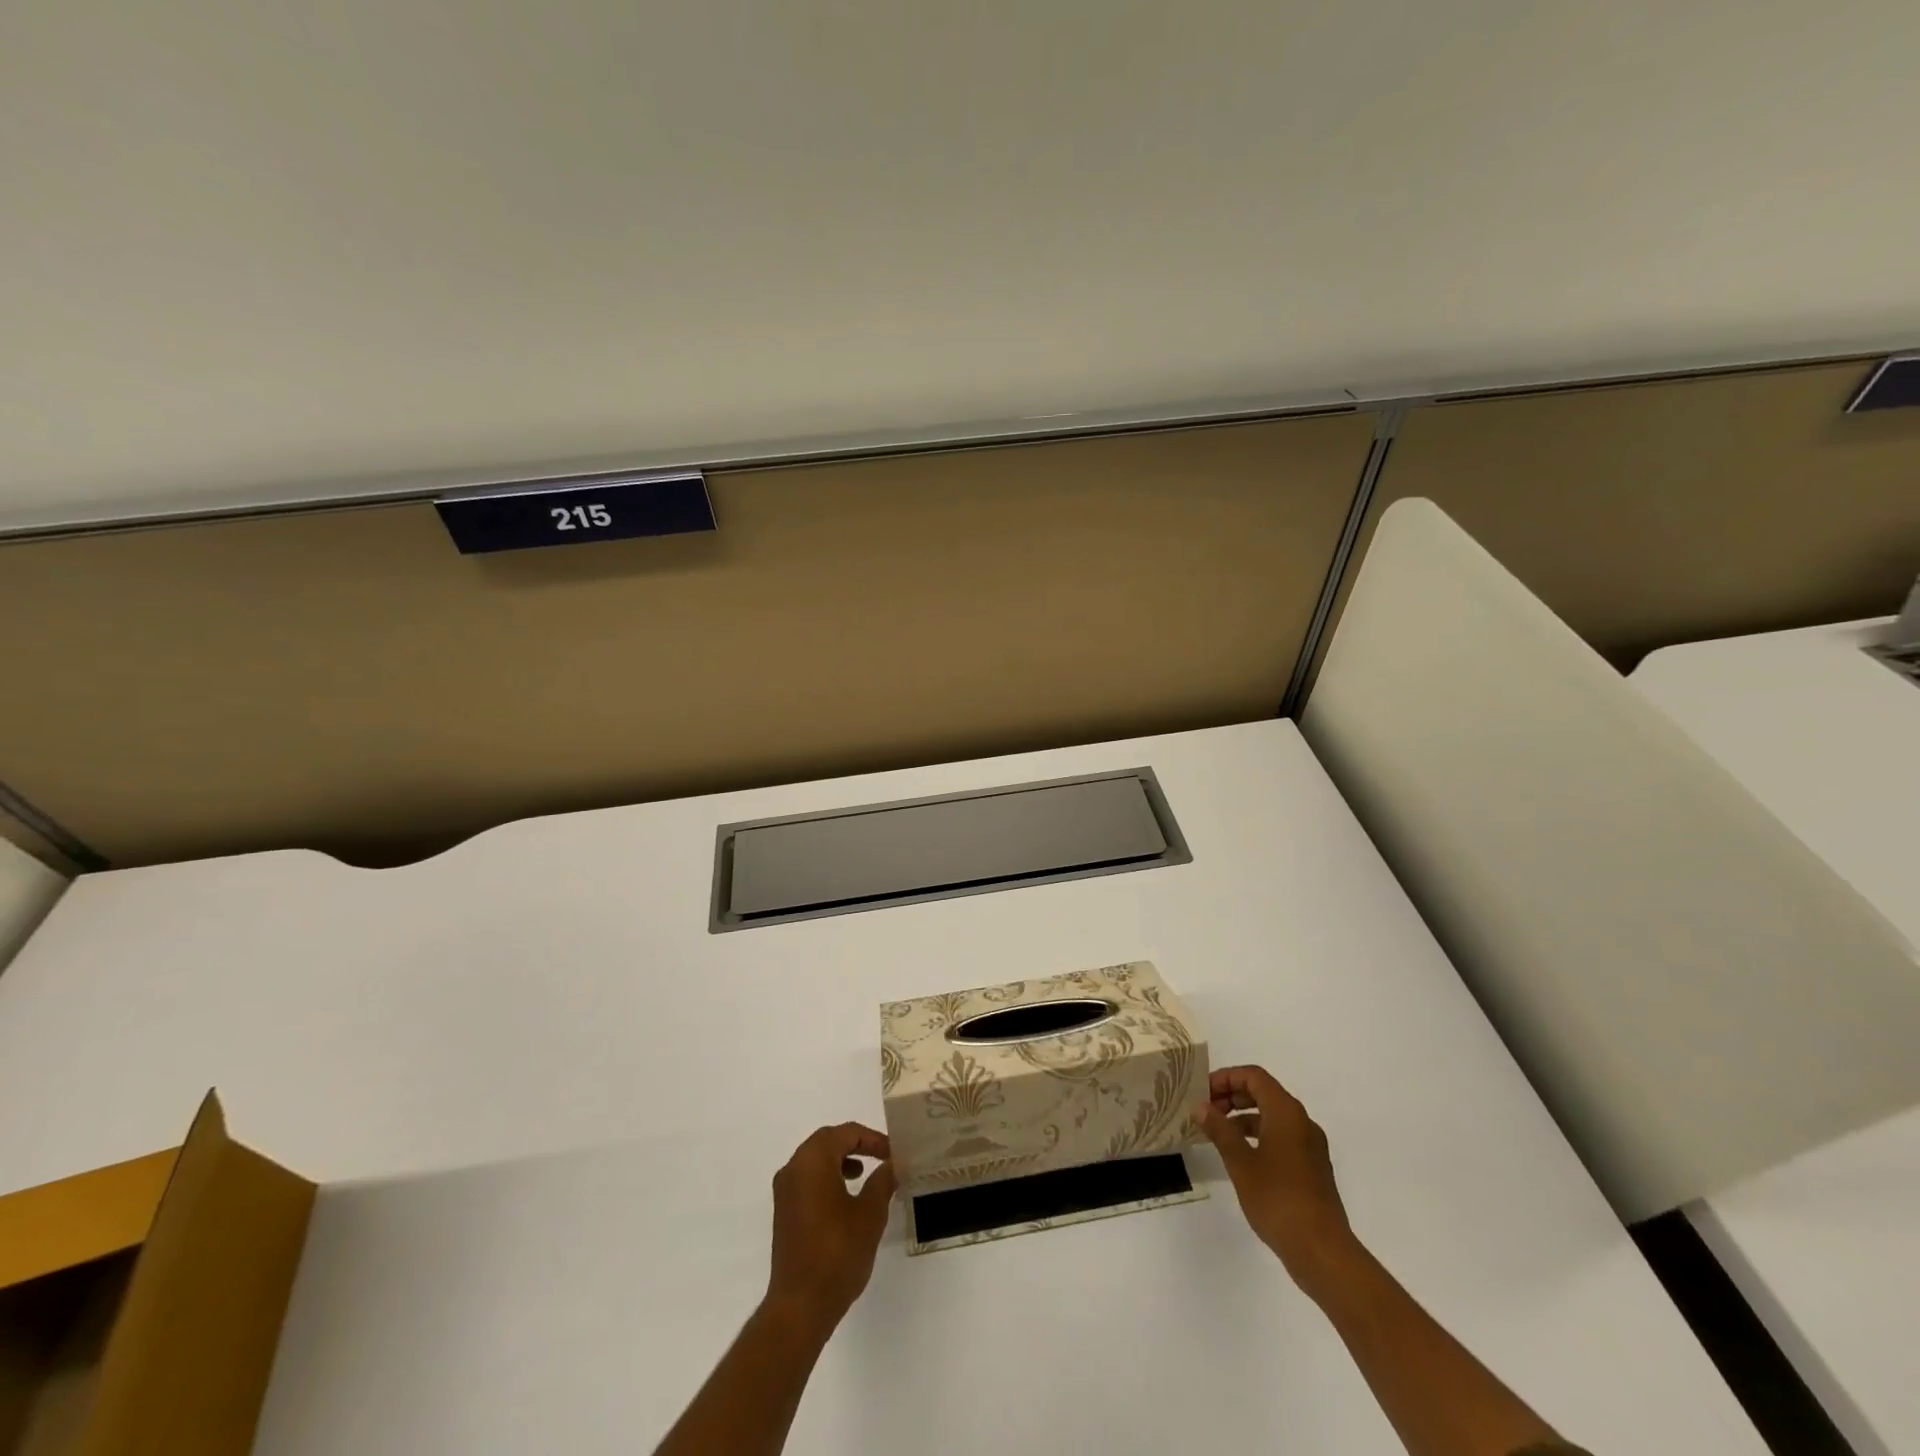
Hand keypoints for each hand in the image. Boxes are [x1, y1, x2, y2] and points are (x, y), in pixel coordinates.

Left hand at [765, 1123, 896, 1338]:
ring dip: (840, 1160)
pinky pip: (807, 1179)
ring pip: (815, 1160)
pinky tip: (845, 1199)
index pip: (846, 1133)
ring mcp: (784, 1191)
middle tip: (881, 1156)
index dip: (873, 1139)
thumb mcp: (870, 1214)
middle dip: (856, 1145)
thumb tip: (892, 1165)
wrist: (800, 1305)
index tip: (893, 1153)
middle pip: (827, 1141)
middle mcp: (794, 1168)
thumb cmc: (838, 1252)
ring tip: (863, 1175)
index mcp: (813, 1160)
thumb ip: (882, 1182)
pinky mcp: (783, 1212)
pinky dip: (827, 1177)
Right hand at [1195, 1065, 1359, 1298]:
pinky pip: (1281, 1137)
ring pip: (1273, 1116)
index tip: (1202, 1092)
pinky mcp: (1312, 1168)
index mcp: (1286, 1113)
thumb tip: (1202, 1106)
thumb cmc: (1278, 1199)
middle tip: (1206, 1110)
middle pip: (1264, 1093)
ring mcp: (1310, 1146)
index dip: (1226, 1078)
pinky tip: (1240, 1157)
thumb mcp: (1240, 1162)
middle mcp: (1302, 1122)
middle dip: (1233, 1096)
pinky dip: (1258, 1136)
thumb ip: (1220, 1130)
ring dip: (1244, 1117)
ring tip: (1217, 1133)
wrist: (1322, 1251)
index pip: (1254, 1077)